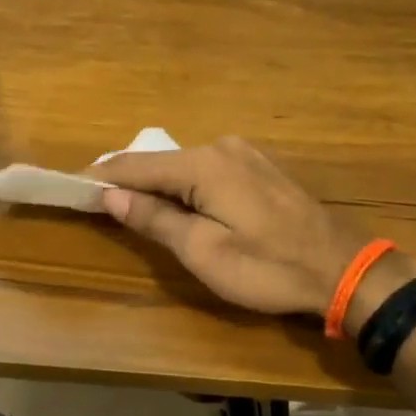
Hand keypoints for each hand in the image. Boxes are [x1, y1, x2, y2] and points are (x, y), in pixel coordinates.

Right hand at [95, 137, 363, 315]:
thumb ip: (156, 220)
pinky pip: (207, 171)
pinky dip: (185, 186)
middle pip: (159, 162)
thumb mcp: (204, 252)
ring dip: (157, 185)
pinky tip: (179, 205)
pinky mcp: (260, 168)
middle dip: (128, 181)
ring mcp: (244, 154)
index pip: (135, 165)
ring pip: (184, 166)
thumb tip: (112, 195)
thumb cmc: (268, 267)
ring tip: (132, 208)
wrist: (344, 269)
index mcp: (203, 164)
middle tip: (98, 203)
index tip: (71, 187)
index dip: (101, 177)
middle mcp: (221, 147)